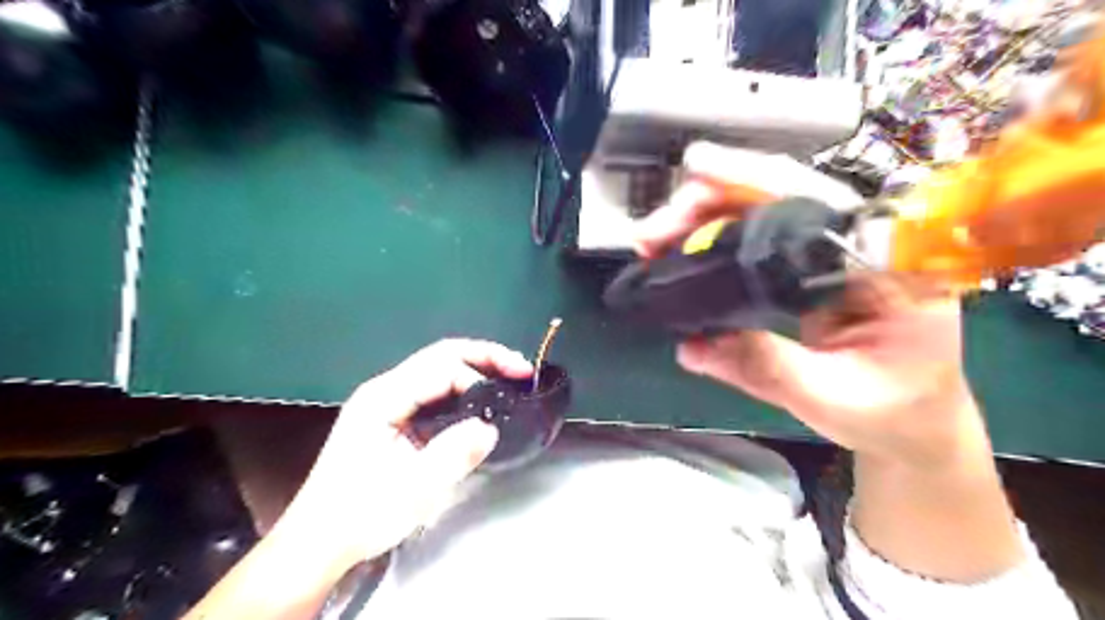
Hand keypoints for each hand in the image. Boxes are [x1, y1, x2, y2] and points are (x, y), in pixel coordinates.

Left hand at [281, 340, 530, 566]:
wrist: (318, 542)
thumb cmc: (362, 515)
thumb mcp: (414, 489)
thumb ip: (455, 453)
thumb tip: (491, 427)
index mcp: (384, 398)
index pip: (442, 366)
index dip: (483, 370)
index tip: (516, 384)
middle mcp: (384, 390)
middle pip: (441, 356)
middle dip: (484, 358)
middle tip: (521, 371)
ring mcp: (386, 402)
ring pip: (438, 370)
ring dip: (476, 370)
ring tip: (509, 379)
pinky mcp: (391, 417)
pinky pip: (433, 391)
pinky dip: (463, 389)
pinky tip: (481, 400)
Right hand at [640, 140, 982, 469]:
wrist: (915, 422)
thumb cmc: (892, 414)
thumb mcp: (831, 398)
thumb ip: (767, 368)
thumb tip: (692, 345)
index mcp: (889, 264)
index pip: (817, 200)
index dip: (754, 180)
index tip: (699, 171)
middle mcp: (862, 242)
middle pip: (781, 194)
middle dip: (709, 201)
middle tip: (652, 232)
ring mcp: (834, 251)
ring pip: (764, 209)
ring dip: (704, 217)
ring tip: (656, 240)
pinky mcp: (810, 265)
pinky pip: (758, 237)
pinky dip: (714, 239)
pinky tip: (682, 251)